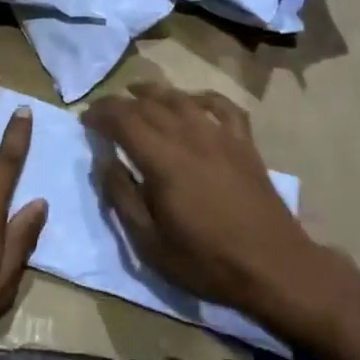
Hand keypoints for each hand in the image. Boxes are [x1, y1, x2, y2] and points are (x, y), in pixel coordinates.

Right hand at [84, 83, 331, 325]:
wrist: (274, 266)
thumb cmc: (206, 261)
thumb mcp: (149, 243)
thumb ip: (121, 197)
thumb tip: (103, 162)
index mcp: (162, 159)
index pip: (123, 119)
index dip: (100, 114)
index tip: (85, 120)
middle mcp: (189, 135)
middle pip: (148, 104)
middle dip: (120, 103)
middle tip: (104, 112)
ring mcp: (220, 134)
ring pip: (181, 98)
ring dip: (154, 92)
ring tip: (137, 93)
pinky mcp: (244, 142)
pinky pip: (222, 106)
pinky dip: (202, 97)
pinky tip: (192, 101)